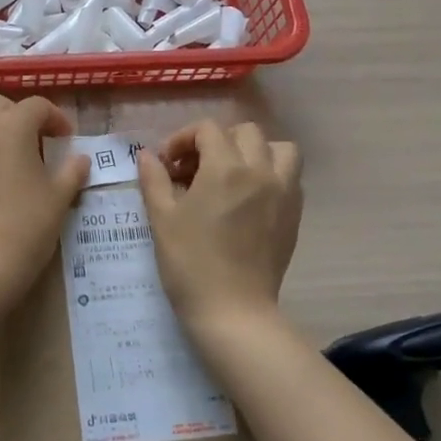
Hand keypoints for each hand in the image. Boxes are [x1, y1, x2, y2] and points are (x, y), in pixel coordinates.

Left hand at [0, 96, 89, 301]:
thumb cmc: (26, 225)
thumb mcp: (59, 197)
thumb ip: (71, 171)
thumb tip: (80, 159)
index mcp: (10, 126)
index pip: (36, 106)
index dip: (56, 118)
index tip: (67, 139)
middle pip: (1, 107)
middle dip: (22, 118)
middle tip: (39, 144)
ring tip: (15, 163)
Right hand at [136, 121, 302, 336]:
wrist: (232, 310)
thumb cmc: (190, 263)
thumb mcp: (162, 218)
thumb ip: (154, 179)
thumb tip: (146, 155)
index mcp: (225, 167)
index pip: (208, 130)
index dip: (183, 139)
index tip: (168, 164)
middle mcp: (260, 170)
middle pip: (245, 132)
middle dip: (217, 141)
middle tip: (196, 169)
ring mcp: (284, 192)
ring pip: (279, 149)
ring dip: (255, 152)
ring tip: (233, 174)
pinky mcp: (294, 214)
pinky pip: (291, 177)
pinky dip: (272, 174)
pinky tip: (250, 197)